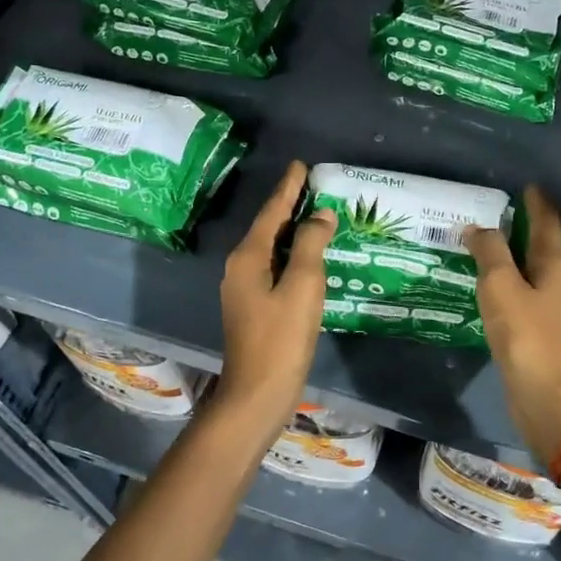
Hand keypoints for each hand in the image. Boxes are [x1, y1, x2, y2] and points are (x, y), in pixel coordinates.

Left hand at [216, 161, 336, 433]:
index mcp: (248, 257)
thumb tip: (320, 215)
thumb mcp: (302, 287)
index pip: (272, 212)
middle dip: (290, 206)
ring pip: (271, 248)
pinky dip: (292, 255)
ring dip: (293, 231)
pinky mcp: (253, 307)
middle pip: (268, 227)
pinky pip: (274, 267)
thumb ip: (311, 245)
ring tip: (316, 214)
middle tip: (314, 186)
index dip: (288, 188)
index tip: (301, 165)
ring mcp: (244, 289)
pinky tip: (309, 257)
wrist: (257, 394)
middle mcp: (240, 267)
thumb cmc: (281, 339)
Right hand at [465, 186, 560, 466]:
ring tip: (484, 238)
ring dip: (512, 250)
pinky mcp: (537, 327)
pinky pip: (520, 289)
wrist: (545, 396)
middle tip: (494, 208)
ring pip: (530, 267)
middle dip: (523, 223)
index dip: (538, 202)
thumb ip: (489, 252)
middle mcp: (558, 281)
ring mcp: (550, 306)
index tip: (525, 184)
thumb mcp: (501, 286)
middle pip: (542, 243)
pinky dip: (505, 276)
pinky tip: (486, 279)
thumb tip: (477, 227)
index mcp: (555, 265)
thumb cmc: (526, 335)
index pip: (548, 223)